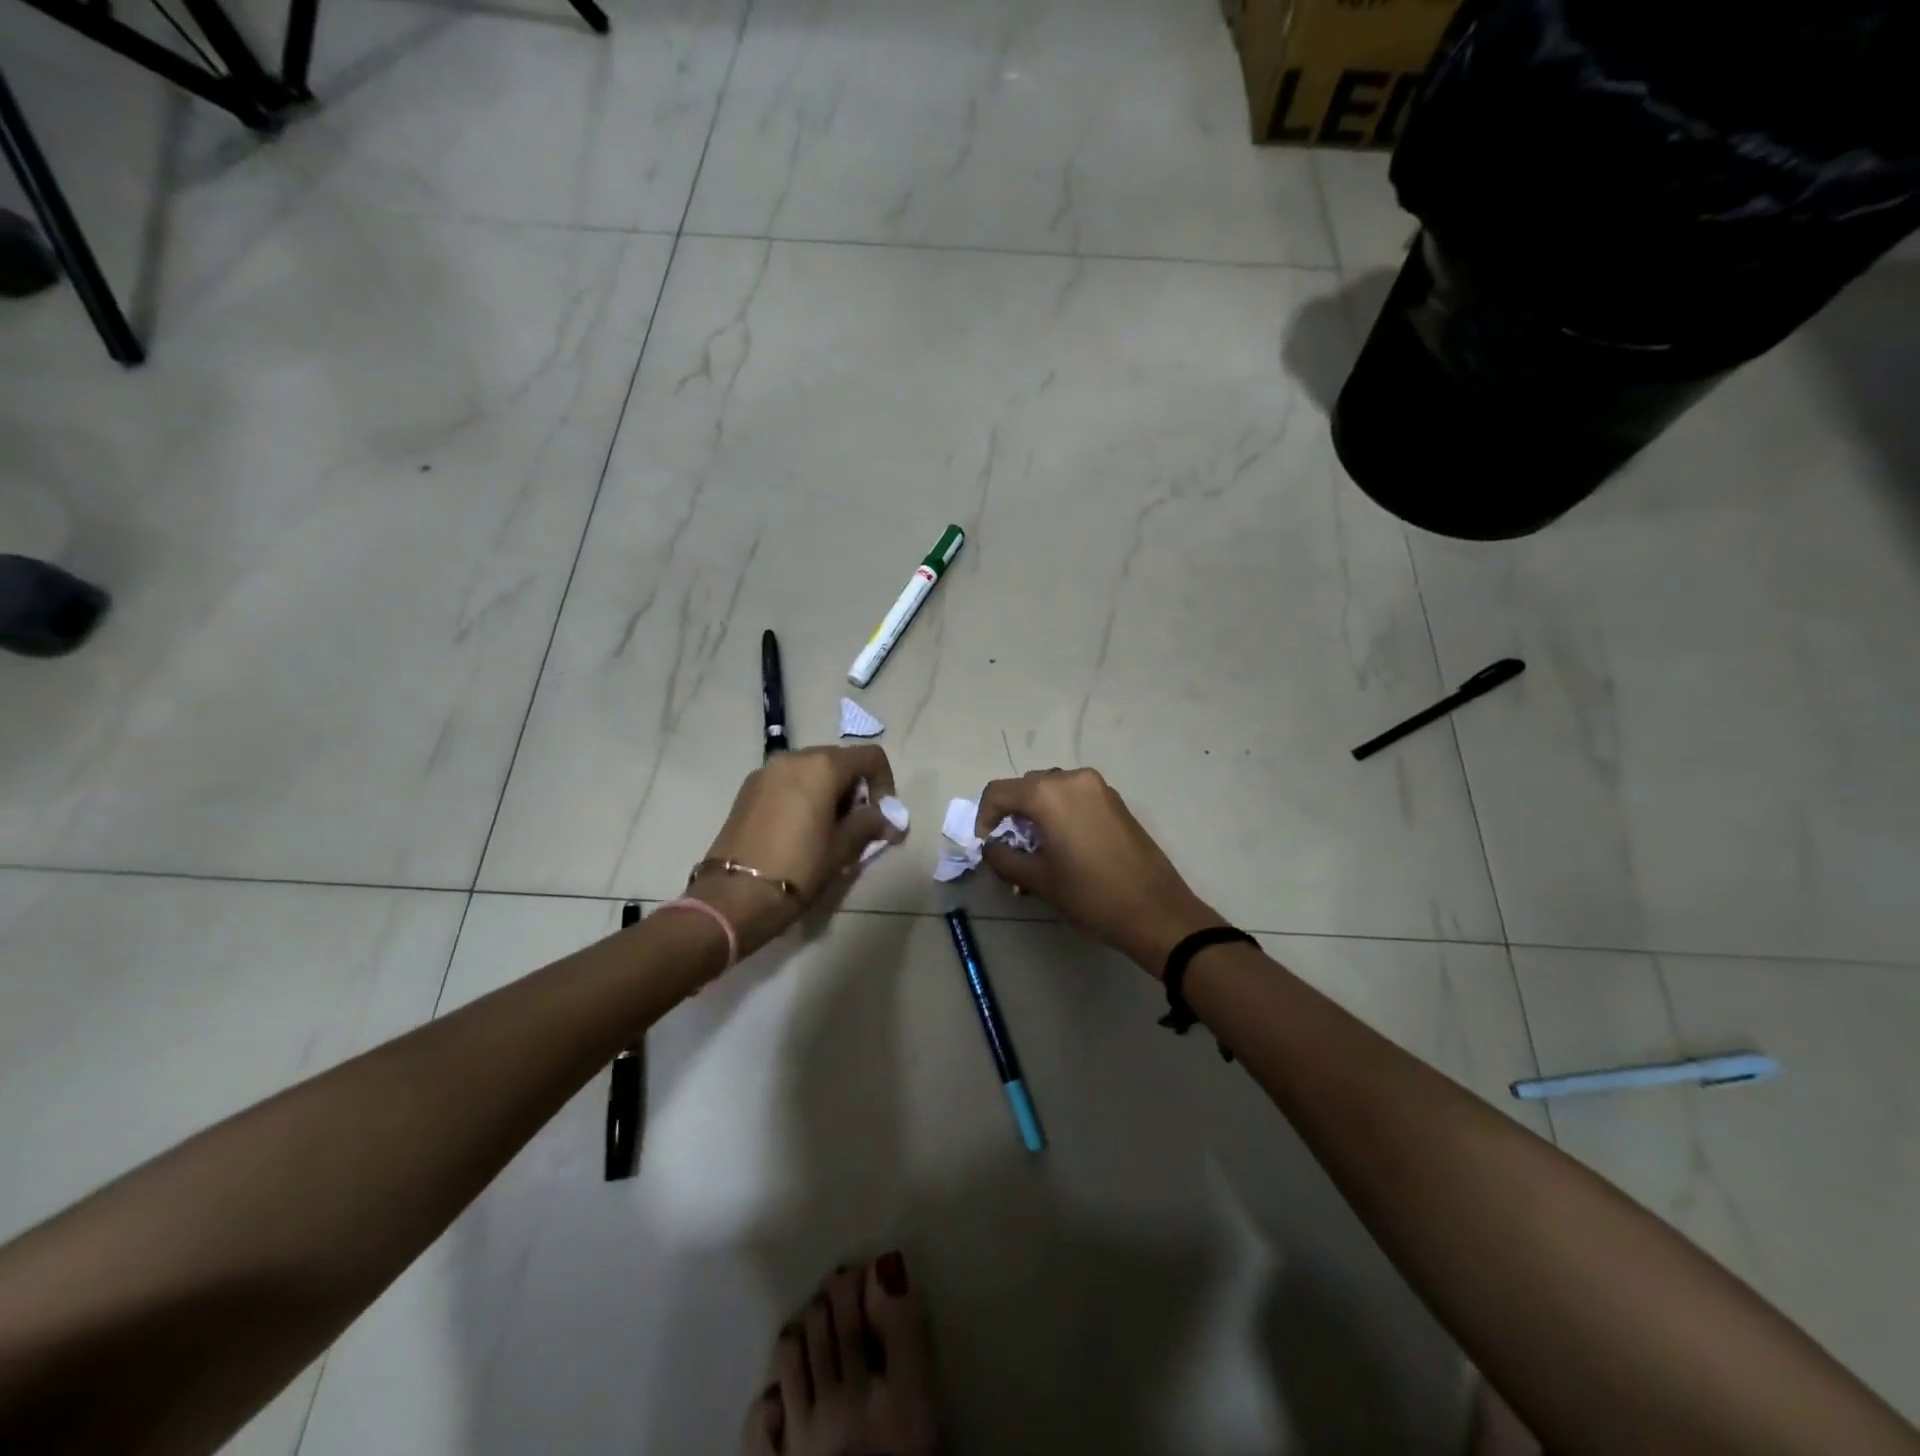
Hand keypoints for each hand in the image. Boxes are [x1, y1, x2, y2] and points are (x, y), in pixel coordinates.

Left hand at [687, 746, 905, 957]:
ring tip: (828, 830)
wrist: (734, 896)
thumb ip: (870, 825)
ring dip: (829, 791)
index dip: (885, 783)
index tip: (881, 815)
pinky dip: (803, 795)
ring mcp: (766, 772)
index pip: (870, 757)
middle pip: (839, 760)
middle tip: (857, 825)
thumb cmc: (798, 868)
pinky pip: (787, 781)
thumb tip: (889, 819)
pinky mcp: (747, 789)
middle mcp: (793, 758)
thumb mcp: (842, 848)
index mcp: (822, 766)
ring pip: (811, 770)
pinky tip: (801, 830)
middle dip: (855, 788)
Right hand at [974, 768, 1224, 975]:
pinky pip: (1075, 796)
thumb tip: (990, 847)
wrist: (1155, 910)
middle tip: (1011, 847)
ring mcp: (1098, 787)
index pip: (999, 791)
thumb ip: (1004, 858)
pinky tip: (1064, 844)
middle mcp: (1072, 779)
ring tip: (1038, 847)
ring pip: (1052, 789)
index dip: (984, 816)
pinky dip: (1060, 812)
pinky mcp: (1115, 801)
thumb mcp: (1039, 879)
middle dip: (1012, 813)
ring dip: (1037, 812)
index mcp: (1048, 794)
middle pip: (1026, 786)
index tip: (986, 844)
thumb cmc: (1090, 894)